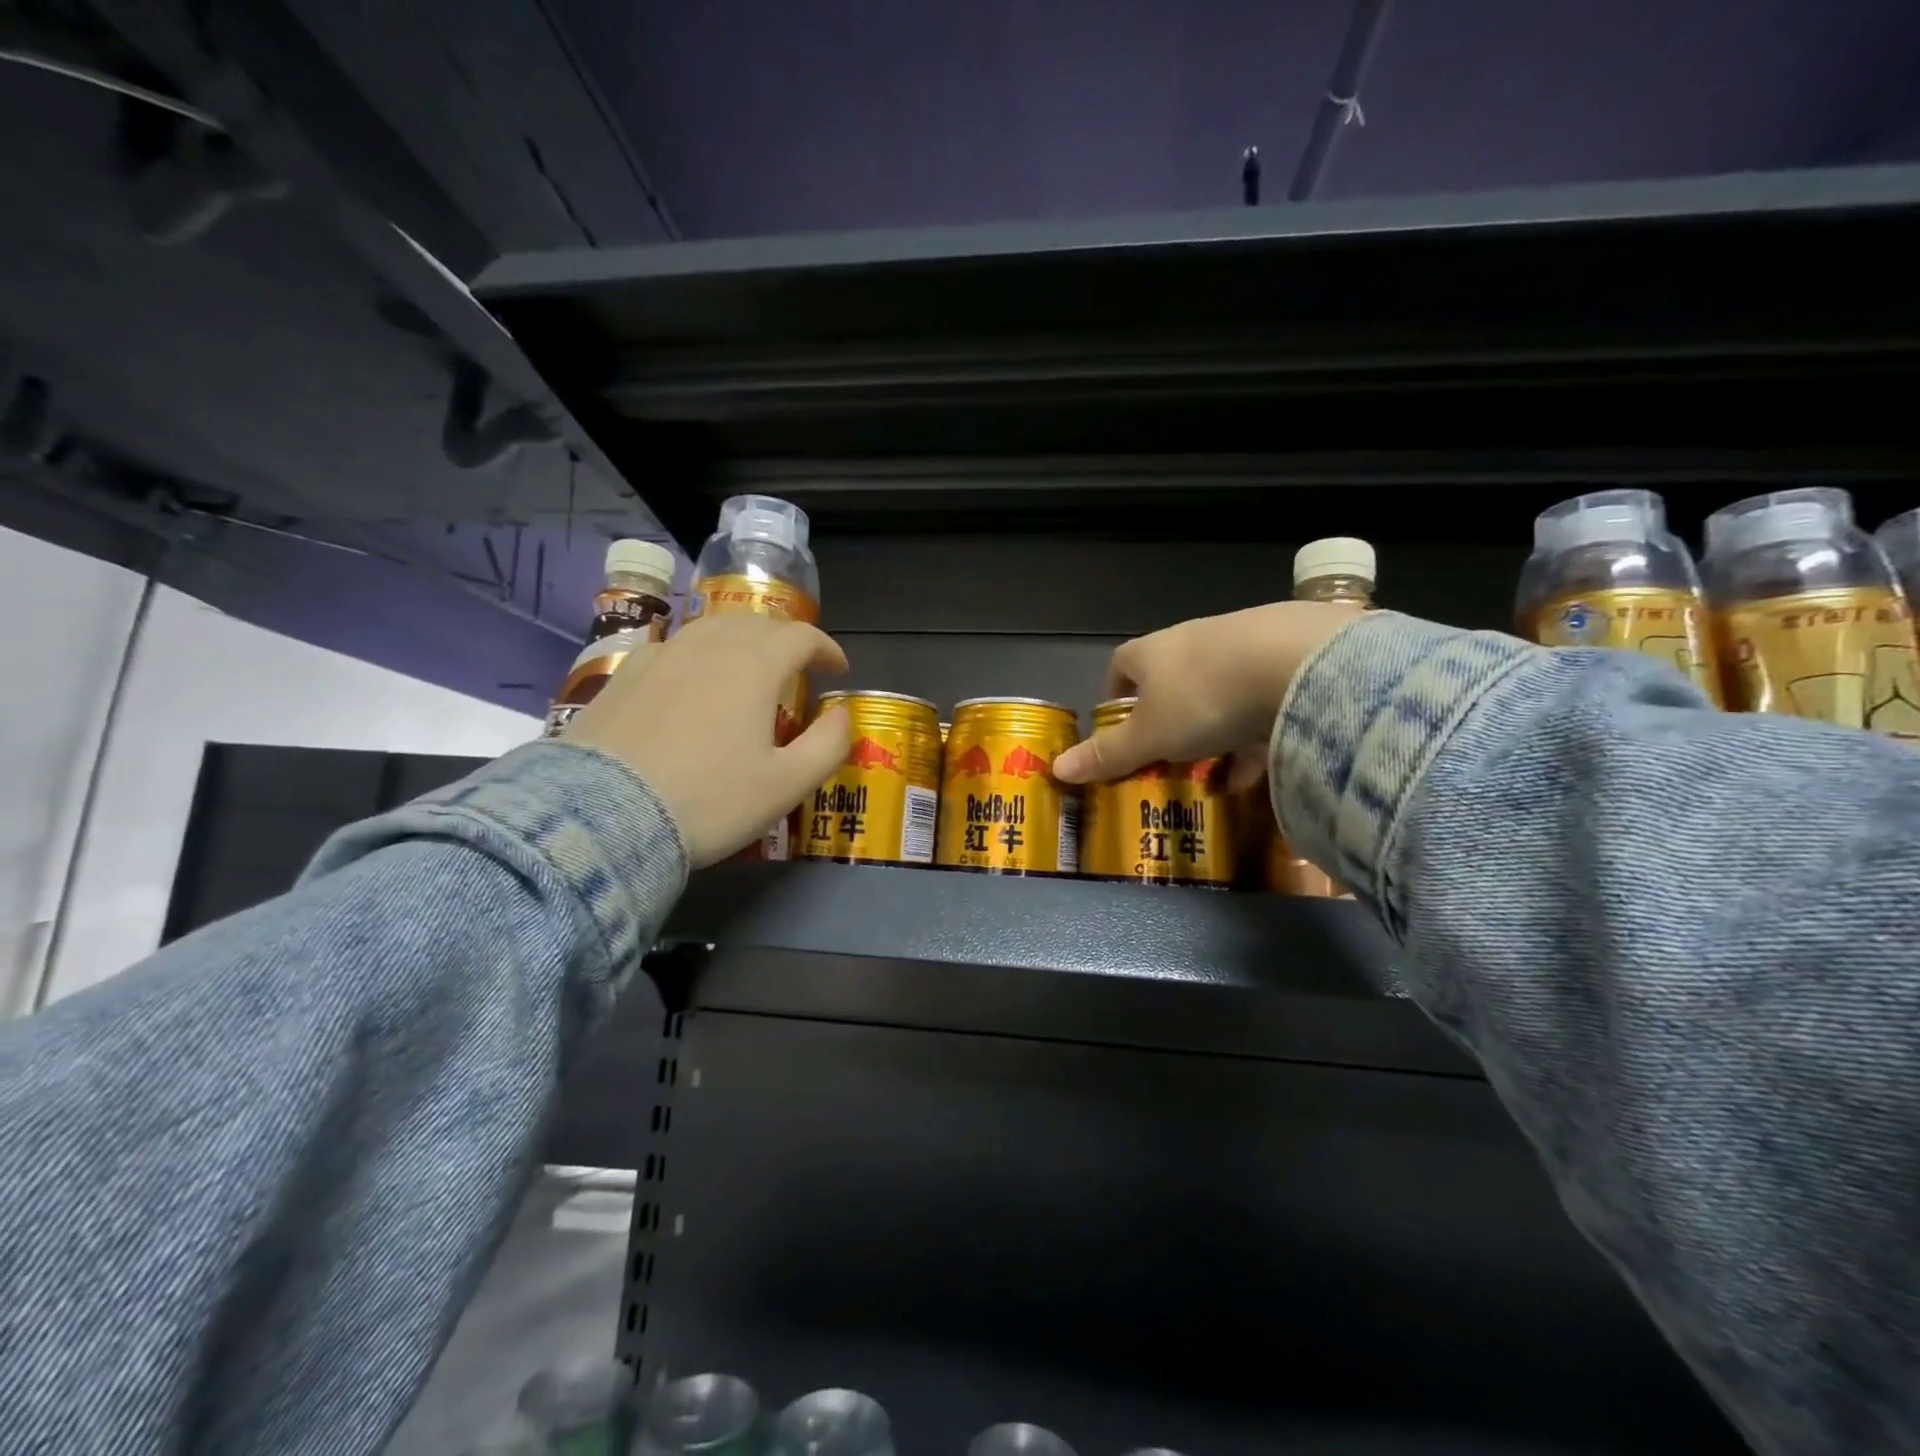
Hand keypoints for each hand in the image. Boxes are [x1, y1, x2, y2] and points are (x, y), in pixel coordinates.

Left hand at [564, 613, 849, 866]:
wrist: (602, 816)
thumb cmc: (709, 801)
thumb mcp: (787, 785)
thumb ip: (828, 744)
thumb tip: (839, 714)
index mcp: (754, 665)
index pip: (801, 636)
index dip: (826, 648)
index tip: (838, 669)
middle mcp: (708, 646)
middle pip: (757, 623)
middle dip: (785, 639)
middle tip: (797, 667)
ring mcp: (661, 656)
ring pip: (712, 630)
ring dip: (742, 641)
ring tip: (748, 668)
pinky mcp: (625, 675)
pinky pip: (675, 649)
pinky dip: (700, 656)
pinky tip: (694, 683)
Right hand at [1052, 601, 1363, 784]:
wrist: (1299, 662)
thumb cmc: (1203, 698)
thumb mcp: (1149, 736)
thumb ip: (1107, 754)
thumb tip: (1056, 768)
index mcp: (1152, 651)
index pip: (1121, 665)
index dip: (1117, 697)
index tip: (1122, 730)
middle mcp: (1193, 638)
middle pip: (1171, 678)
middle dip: (1170, 717)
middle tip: (1172, 756)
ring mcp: (1243, 642)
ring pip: (1219, 689)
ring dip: (1216, 727)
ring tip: (1221, 771)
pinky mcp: (1288, 653)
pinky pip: (1262, 696)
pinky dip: (1258, 731)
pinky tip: (1265, 766)